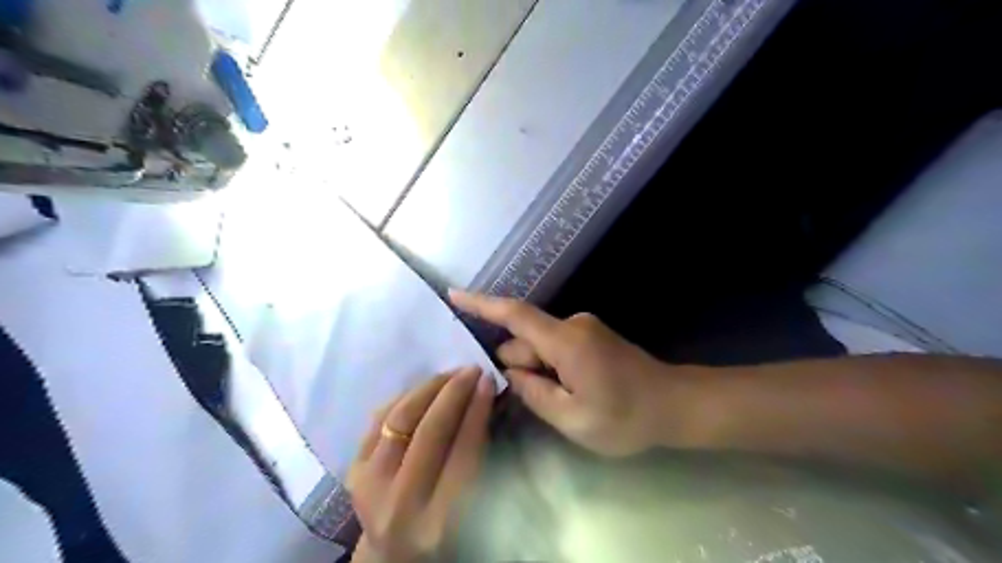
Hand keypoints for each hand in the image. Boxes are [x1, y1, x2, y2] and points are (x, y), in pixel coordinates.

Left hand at [349, 367, 496, 559]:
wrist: (391, 556)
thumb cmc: (441, 532)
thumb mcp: (468, 505)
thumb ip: (476, 457)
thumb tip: (482, 398)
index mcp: (439, 521)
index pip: (463, 452)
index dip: (477, 411)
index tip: (488, 381)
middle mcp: (400, 504)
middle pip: (429, 432)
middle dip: (454, 392)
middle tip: (472, 370)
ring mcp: (369, 485)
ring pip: (400, 418)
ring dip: (429, 387)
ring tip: (451, 374)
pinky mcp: (353, 470)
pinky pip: (380, 418)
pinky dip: (405, 397)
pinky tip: (425, 388)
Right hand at [453, 289, 693, 457]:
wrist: (675, 404)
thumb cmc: (626, 417)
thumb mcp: (573, 418)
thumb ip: (534, 393)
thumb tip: (510, 371)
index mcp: (566, 341)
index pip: (515, 315)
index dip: (482, 304)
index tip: (453, 295)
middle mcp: (572, 325)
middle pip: (526, 339)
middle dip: (521, 368)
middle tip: (541, 403)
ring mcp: (583, 328)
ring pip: (541, 346)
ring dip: (539, 371)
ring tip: (563, 402)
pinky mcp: (590, 335)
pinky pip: (556, 347)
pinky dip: (551, 367)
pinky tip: (568, 391)